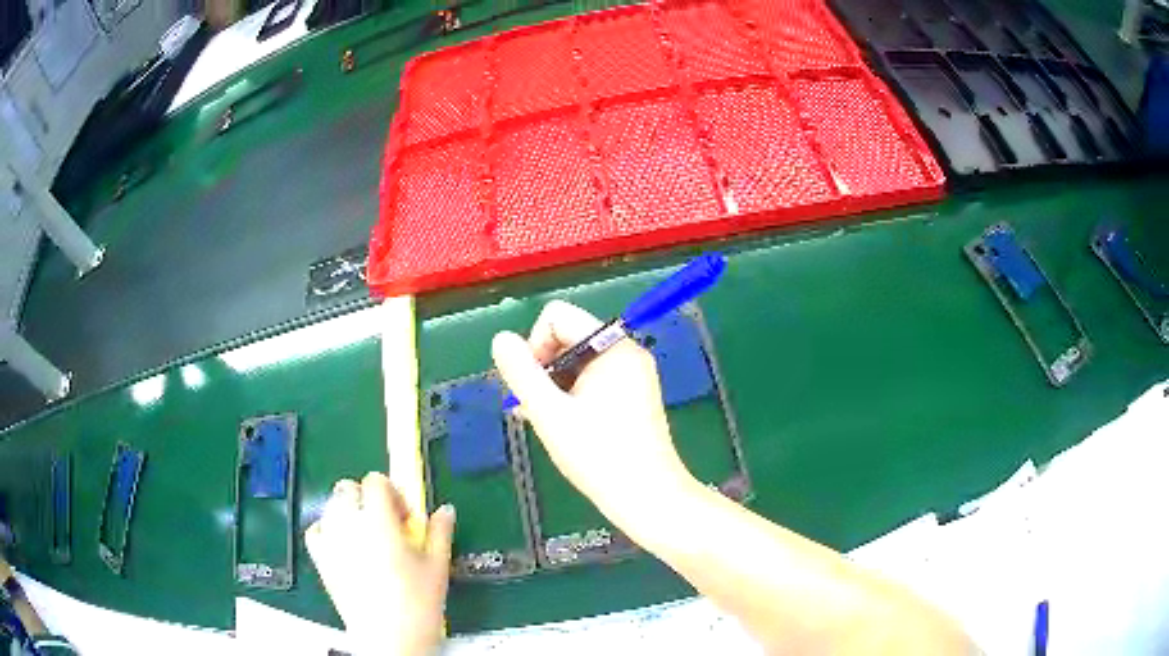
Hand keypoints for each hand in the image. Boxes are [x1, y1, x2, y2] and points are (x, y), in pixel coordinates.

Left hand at [305, 473, 454, 655]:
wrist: (390, 638)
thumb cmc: (418, 603)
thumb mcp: (437, 566)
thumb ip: (440, 532)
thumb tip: (445, 510)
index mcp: (378, 521)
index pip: (375, 482)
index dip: (392, 493)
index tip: (405, 516)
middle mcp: (348, 524)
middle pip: (348, 488)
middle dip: (367, 499)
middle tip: (386, 525)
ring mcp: (330, 541)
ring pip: (331, 506)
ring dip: (348, 512)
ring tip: (367, 538)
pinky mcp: (320, 559)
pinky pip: (316, 530)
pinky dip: (327, 530)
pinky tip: (344, 547)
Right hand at [492, 300, 697, 531]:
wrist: (648, 497)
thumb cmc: (598, 456)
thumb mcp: (550, 413)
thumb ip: (521, 372)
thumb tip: (501, 339)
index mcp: (612, 347)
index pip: (557, 316)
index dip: (534, 344)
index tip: (530, 385)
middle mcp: (627, 352)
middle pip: (568, 337)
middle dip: (543, 367)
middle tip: (532, 408)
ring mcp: (634, 374)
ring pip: (577, 362)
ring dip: (553, 385)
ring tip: (543, 420)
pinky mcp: (635, 396)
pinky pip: (594, 380)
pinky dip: (572, 395)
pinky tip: (561, 425)